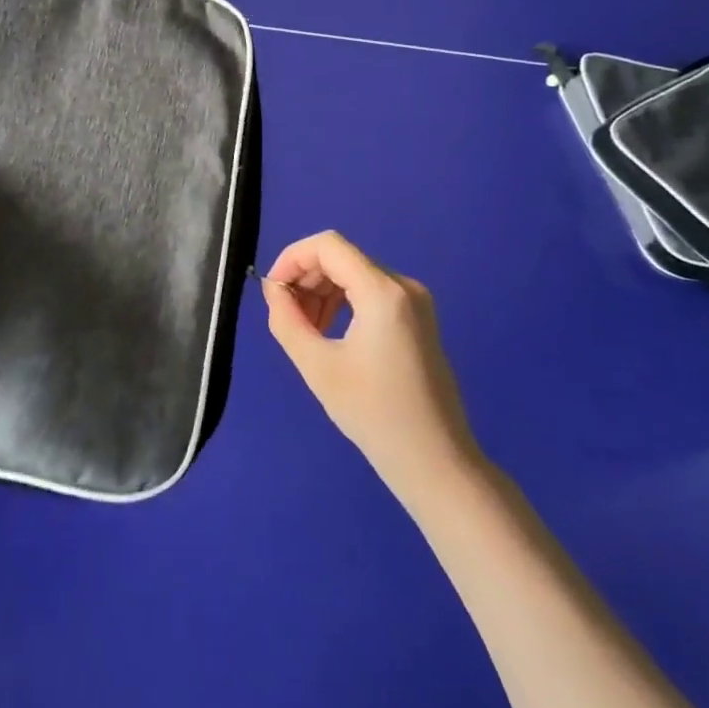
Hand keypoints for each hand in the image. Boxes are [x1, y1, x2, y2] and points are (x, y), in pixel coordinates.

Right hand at [262, 231, 484, 507]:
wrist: (436, 462)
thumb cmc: (374, 414)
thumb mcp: (317, 366)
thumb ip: (286, 319)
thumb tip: (273, 289)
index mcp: (383, 292)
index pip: (327, 245)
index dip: (292, 258)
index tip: (272, 291)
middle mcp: (403, 286)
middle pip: (341, 257)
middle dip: (305, 278)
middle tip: (285, 316)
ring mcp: (415, 302)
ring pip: (353, 274)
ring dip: (321, 292)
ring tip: (305, 330)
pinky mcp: (417, 319)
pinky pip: (370, 292)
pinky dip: (342, 302)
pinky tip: (328, 333)